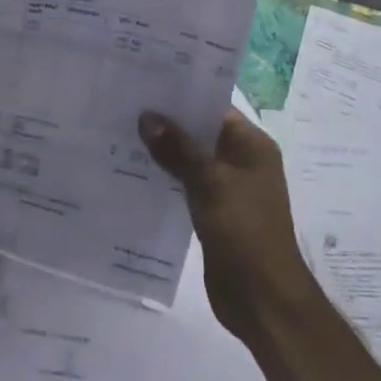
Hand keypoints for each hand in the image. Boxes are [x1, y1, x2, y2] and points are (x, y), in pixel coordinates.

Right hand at [141, 107, 312, 342]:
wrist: (262, 298)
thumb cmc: (244, 231)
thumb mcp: (210, 183)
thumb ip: (178, 148)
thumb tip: (147, 117)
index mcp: (251, 146)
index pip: (214, 107)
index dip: (181, 94)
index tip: (144, 82)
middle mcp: (241, 161)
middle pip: (199, 132)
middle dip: (165, 122)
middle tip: (123, 105)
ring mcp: (226, 189)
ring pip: (189, 159)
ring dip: (161, 151)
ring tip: (119, 133)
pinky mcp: (211, 212)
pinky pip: (184, 185)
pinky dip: (163, 178)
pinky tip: (131, 172)